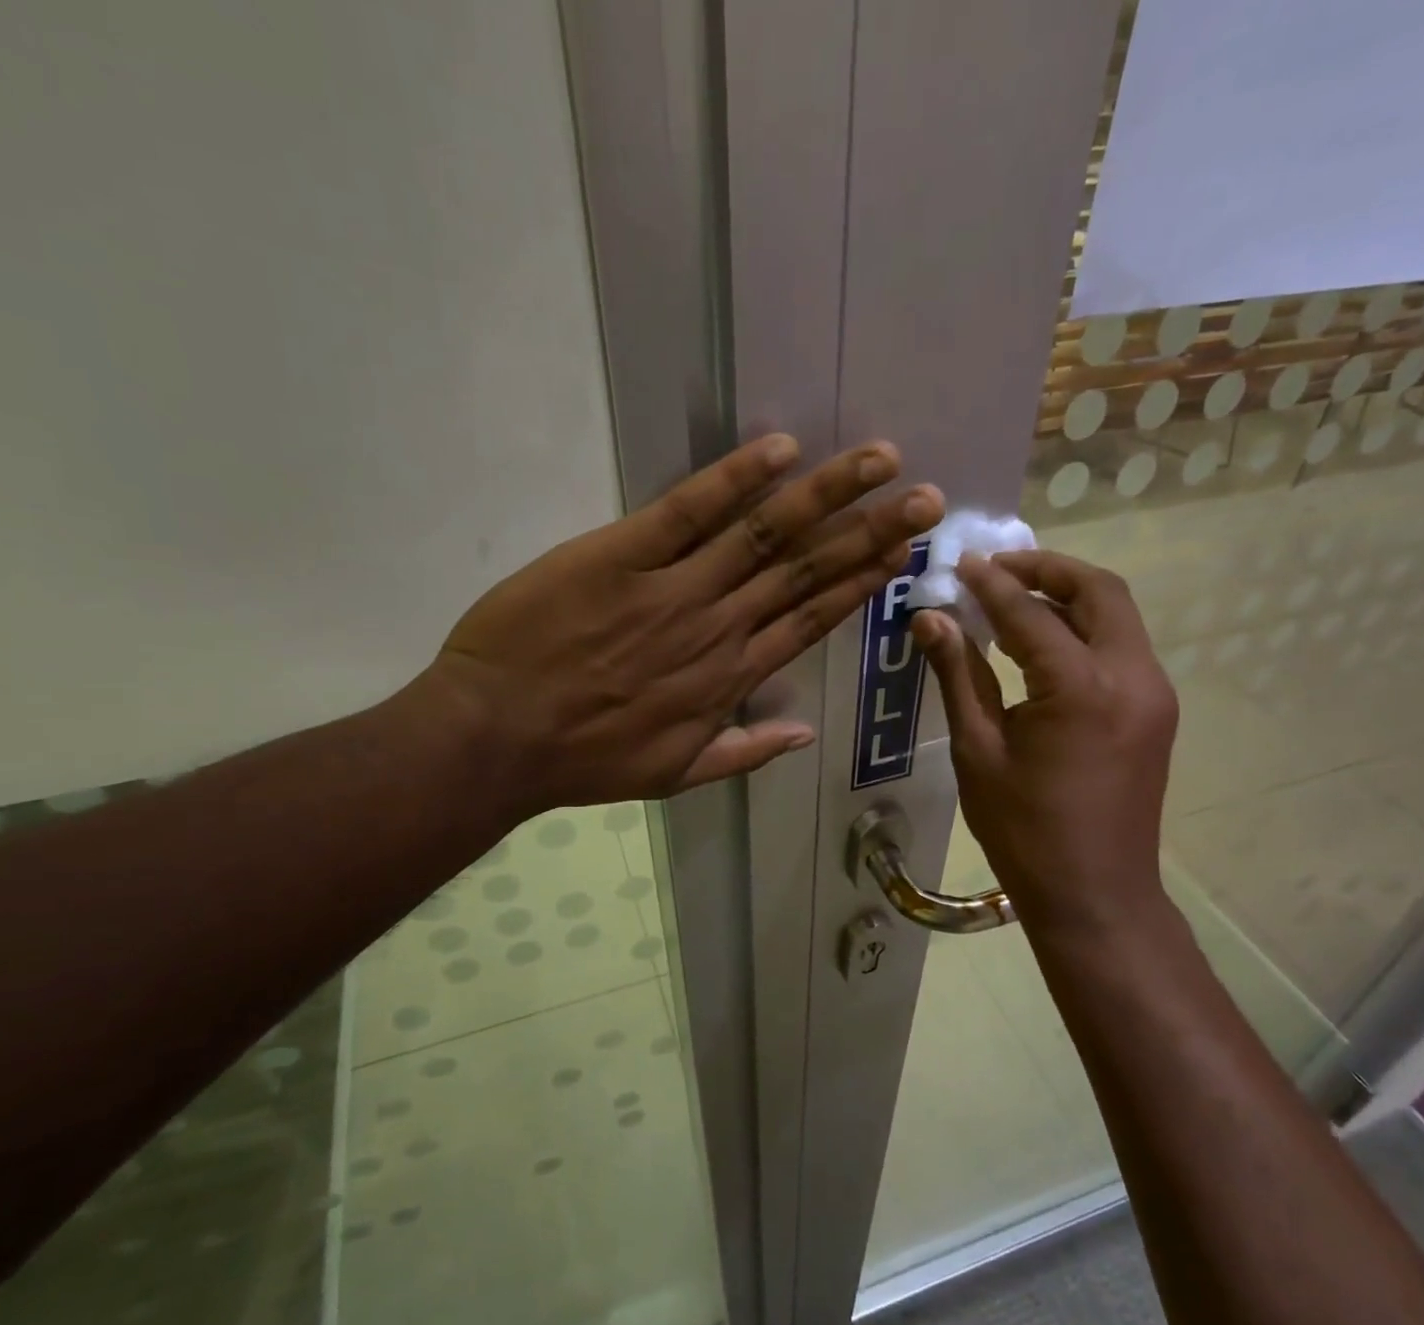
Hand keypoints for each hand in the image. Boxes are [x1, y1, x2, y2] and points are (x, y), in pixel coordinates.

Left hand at [420, 434, 942, 809]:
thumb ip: (745, 752)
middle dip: (870, 533)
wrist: (497, 737)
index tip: (902, 555)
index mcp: (730, 678)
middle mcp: (718, 627)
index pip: (810, 621)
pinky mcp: (621, 555)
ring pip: (766, 535)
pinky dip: (734, 479)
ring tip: (880, 462)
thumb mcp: (674, 774)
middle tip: (925, 500)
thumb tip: (805, 733)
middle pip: (806, 572)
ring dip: (827, 496)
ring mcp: (673, 588)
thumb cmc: (584, 758)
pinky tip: (781, 450)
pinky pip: (687, 511)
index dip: (861, 585)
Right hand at [912, 551, 1177, 938]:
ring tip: (1013, 599)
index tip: (959, 564)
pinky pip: (1119, 647)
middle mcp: (1132, 676)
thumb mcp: (977, 750)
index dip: (991, 584)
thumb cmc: (1024, 830)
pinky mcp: (1154, 711)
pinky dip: (1081, 630)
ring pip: (1116, 615)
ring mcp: (1153, 693)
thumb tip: (931, 619)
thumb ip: (959, 675)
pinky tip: (1041, 644)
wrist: (1095, 894)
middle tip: (996, 569)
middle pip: (1099, 591)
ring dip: (1067, 596)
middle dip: (1047, 569)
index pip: (1031, 613)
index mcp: (1082, 688)